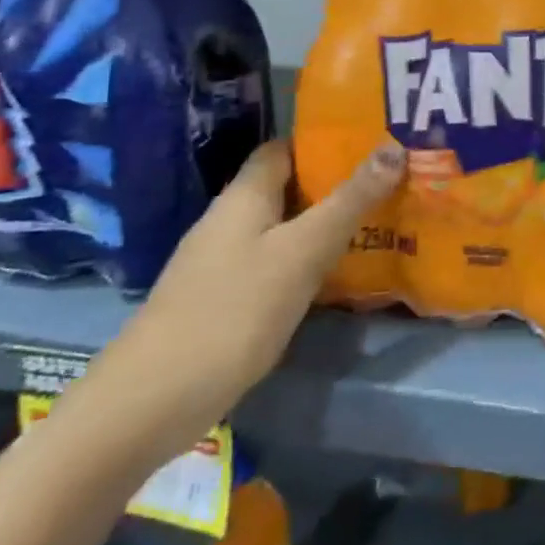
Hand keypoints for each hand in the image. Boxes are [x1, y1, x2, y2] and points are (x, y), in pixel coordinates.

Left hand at [80, 138, 404, 457]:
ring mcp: (222, 263)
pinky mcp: (223, 300)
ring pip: (283, 227)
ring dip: (324, 223)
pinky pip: (274, 263)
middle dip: (335, 184)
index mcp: (244, 196)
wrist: (150, 403)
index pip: (284, 148)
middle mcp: (230, 220)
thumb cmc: (233, 311)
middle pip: (286, 187)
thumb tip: (393, 147)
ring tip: (378, 223)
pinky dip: (306, 260)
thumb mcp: (303, 251)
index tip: (373, 144)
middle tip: (391, 184)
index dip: (325, 142)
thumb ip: (349, 201)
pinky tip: (337, 274)